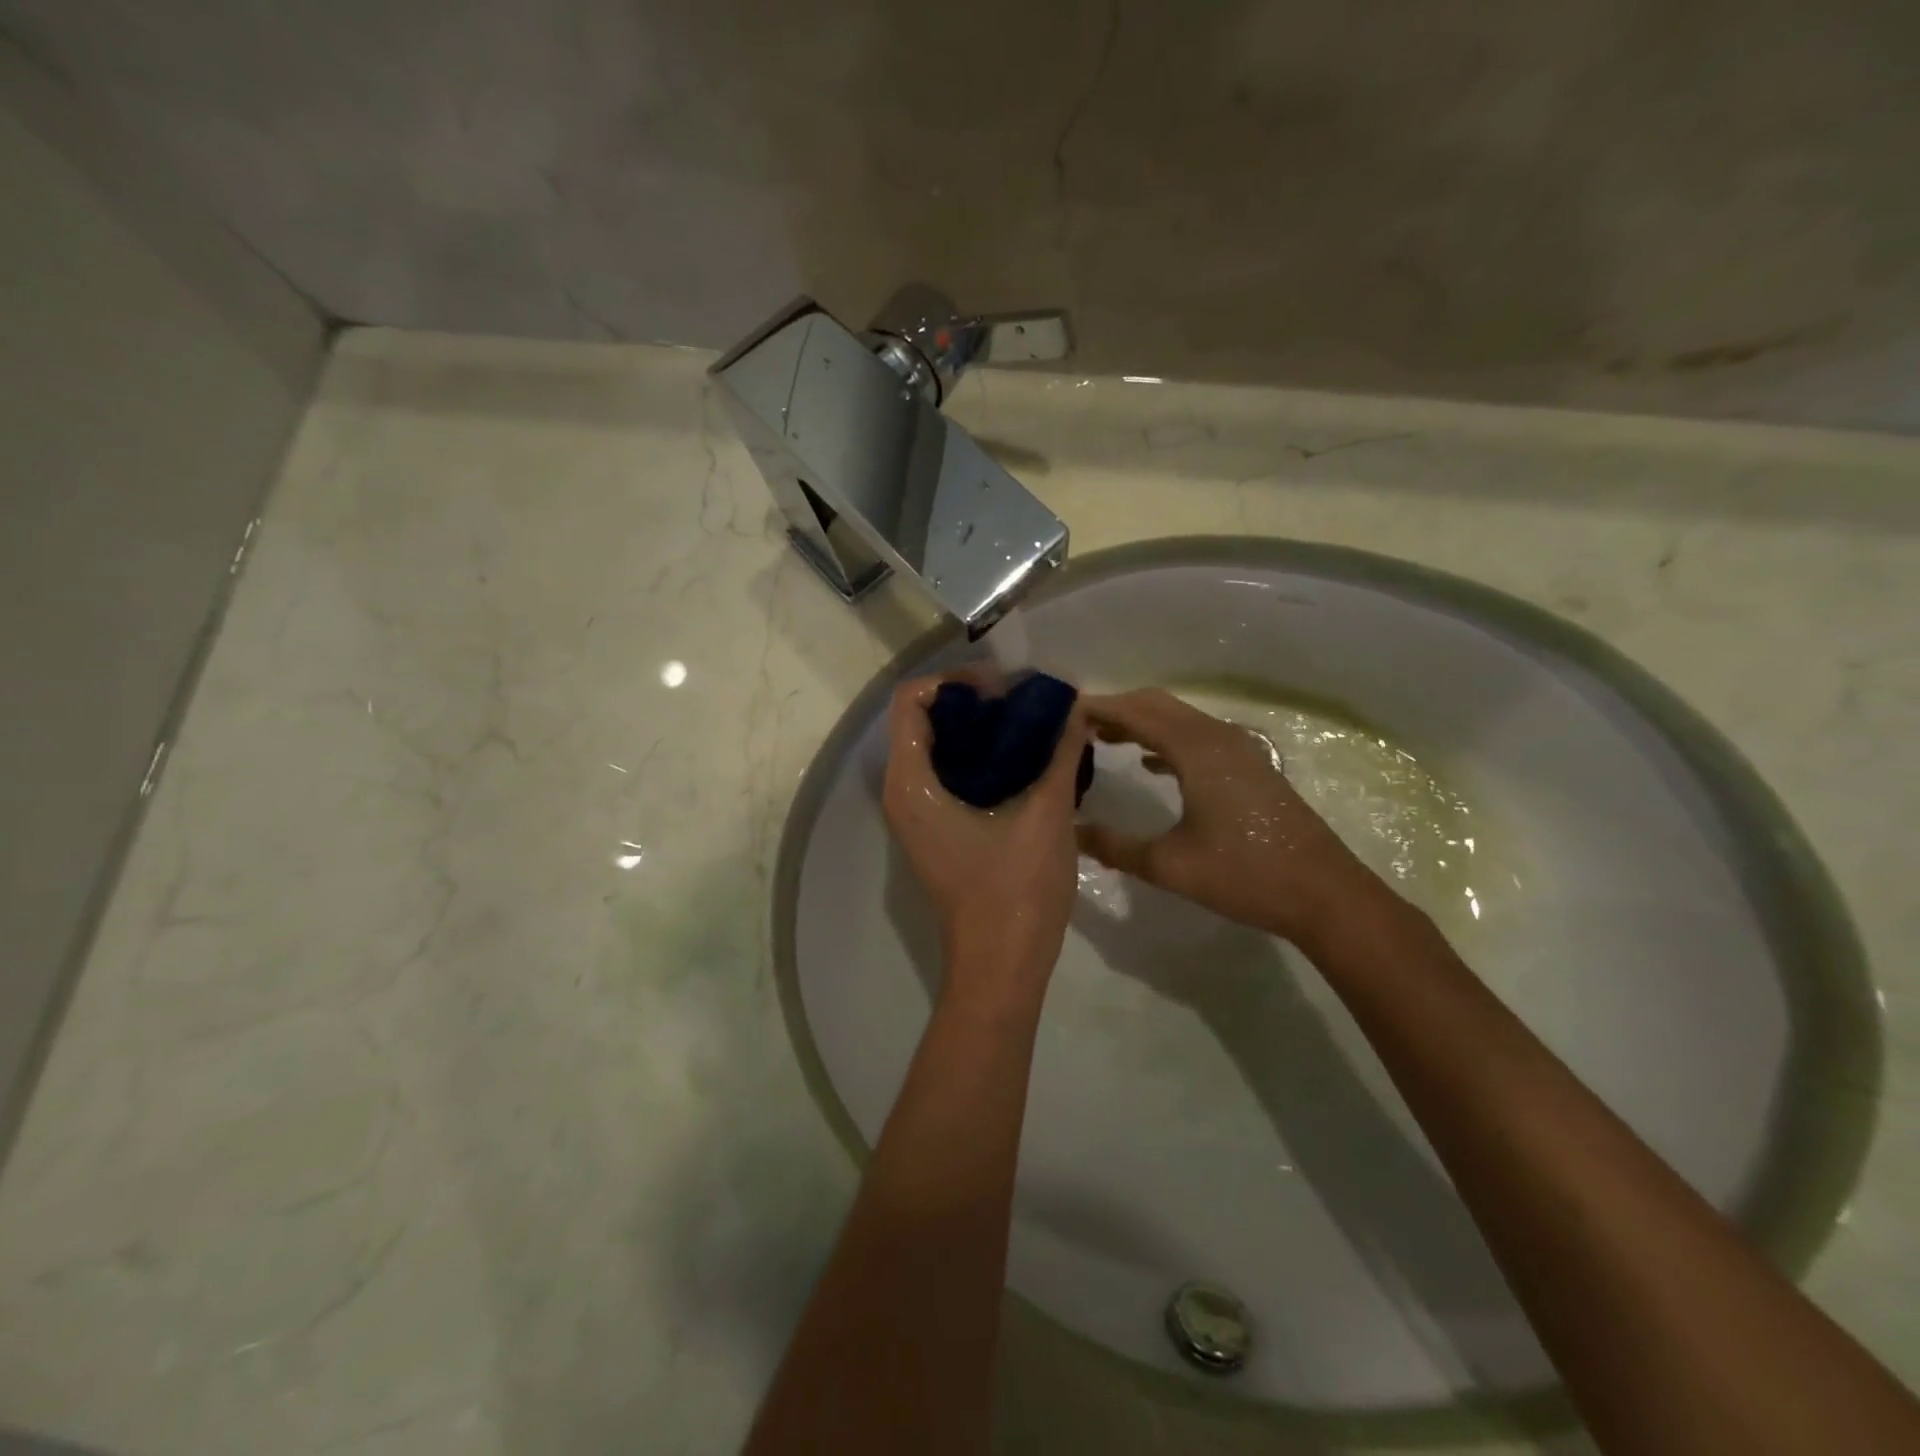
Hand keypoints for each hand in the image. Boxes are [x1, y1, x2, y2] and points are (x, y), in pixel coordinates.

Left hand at [882, 673, 1089, 1008]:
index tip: (1004, 688)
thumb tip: (1075, 708)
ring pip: (935, 748)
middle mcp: (903, 793)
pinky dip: (979, 757)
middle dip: (971, 702)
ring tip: (1029, 725)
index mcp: (913, 783)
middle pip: (922, 720)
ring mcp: (917, 814)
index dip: (955, 682)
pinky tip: (1025, 760)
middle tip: (1023, 702)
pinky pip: (947, 774)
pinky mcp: (935, 831)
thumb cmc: (1016, 893)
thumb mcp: (1047, 816)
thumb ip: (1060, 756)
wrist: (1000, 968)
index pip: (911, 701)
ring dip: (977, 730)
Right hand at [1077, 689, 1390, 946]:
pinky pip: (1196, 737)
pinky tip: (1148, 763)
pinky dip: (1165, 739)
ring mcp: (1238, 750)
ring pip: (1179, 719)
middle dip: (1116, 709)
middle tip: (1075, 725)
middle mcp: (1217, 737)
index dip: (1098, 709)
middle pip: (1157, 705)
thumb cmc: (1245, 875)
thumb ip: (1115, 847)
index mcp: (1196, 750)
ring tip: (1101, 738)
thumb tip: (1072, 832)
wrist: (1324, 894)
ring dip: (1141, 722)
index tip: (1061, 714)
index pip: (1136, 713)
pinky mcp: (1249, 767)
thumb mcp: (1170, 866)